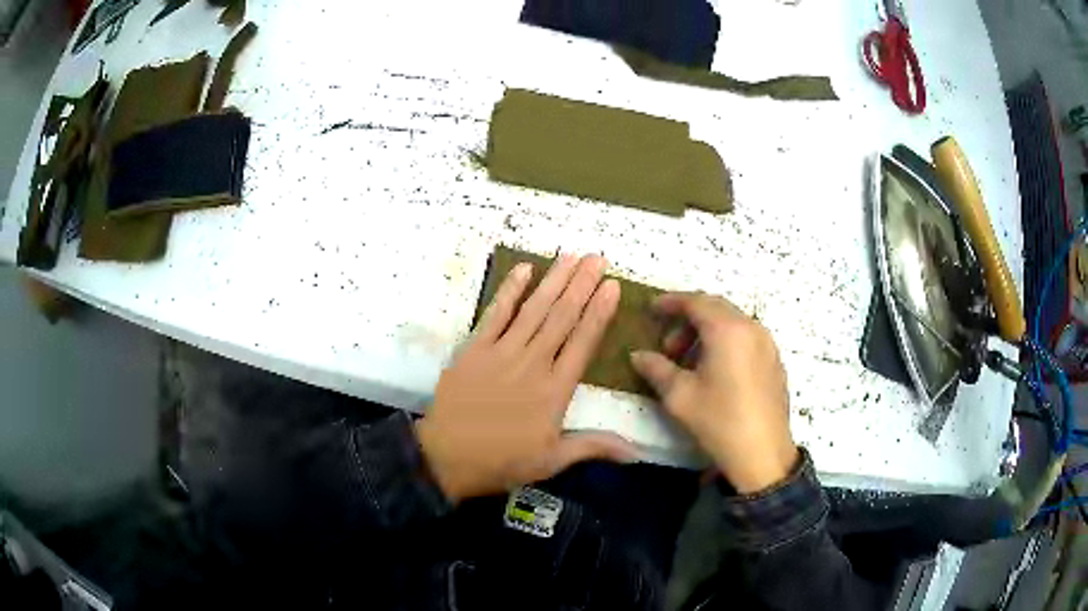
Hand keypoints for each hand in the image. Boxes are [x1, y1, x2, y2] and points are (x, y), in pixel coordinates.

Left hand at [416, 254, 636, 503]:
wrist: (446, 457)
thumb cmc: (502, 461)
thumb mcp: (552, 461)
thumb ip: (594, 447)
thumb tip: (637, 452)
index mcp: (555, 390)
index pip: (584, 342)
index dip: (600, 312)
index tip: (613, 285)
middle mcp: (533, 363)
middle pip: (562, 317)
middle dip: (582, 284)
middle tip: (597, 257)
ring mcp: (502, 352)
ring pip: (534, 309)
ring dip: (554, 280)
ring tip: (571, 256)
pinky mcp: (475, 348)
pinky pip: (496, 312)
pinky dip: (510, 289)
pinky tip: (524, 268)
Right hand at [630, 293, 796, 493]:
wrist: (762, 454)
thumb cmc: (719, 420)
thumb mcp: (679, 396)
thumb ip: (656, 368)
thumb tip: (638, 355)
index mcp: (727, 329)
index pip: (695, 301)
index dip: (671, 302)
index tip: (652, 309)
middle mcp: (751, 327)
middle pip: (716, 308)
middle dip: (688, 320)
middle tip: (668, 346)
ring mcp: (767, 344)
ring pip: (732, 323)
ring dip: (707, 332)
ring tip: (689, 362)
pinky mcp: (775, 361)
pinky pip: (746, 338)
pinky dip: (726, 342)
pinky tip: (715, 371)